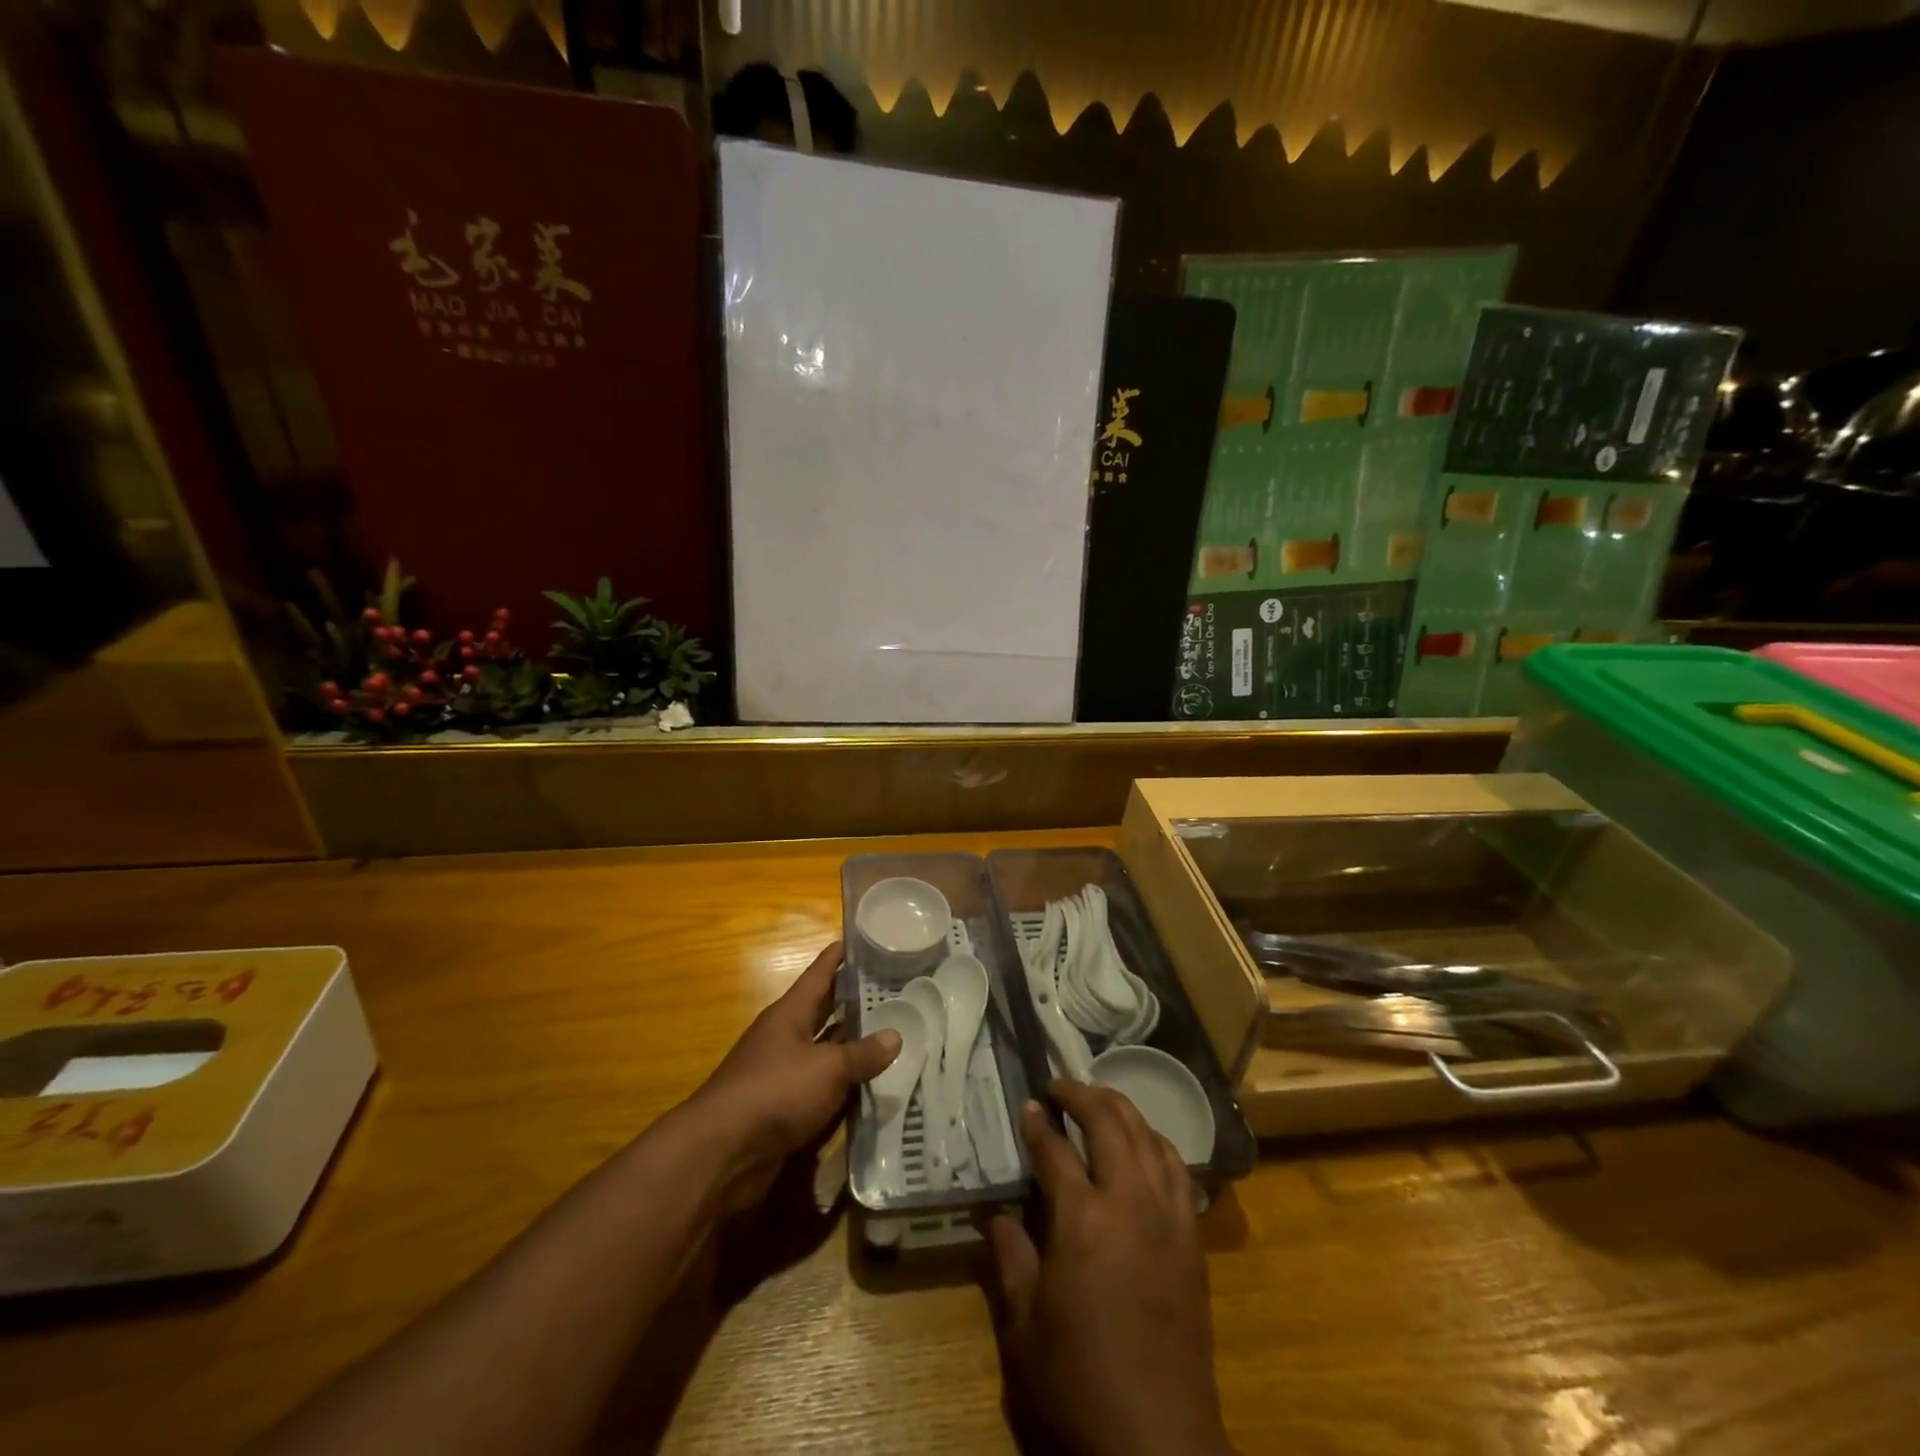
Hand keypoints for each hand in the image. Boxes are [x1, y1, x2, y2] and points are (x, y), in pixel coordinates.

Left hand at [683, 941, 899, 1214]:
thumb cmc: (775, 1092)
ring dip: (854, 1044)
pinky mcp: (786, 1107)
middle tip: (895, 987)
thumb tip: (896, 1036)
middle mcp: (786, 1037)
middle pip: (825, 1010)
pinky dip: (846, 1083)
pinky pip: (823, 1086)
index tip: (865, 938)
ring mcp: (784, 1073)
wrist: (722, 1153)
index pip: (819, 973)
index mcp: (790, 1013)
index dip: (840, 955)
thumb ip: (862, 1054)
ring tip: (894, 1030)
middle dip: (855, 999)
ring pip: (826, 1049)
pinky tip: (874, 1083)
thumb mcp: (827, 1069)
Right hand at [985, 1081, 1233, 1455]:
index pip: (1055, 1150)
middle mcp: (1130, 1202)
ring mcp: (1169, 1216)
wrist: (1159, 1443)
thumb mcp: (1024, 1324)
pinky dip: (1156, 1142)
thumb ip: (1009, 1255)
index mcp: (1083, 1219)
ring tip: (1098, 1103)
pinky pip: (1177, 1168)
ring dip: (1121, 1109)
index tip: (1027, 1105)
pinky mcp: (1193, 1237)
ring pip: (1148, 1135)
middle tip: (1058, 1087)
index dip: (1037, 1124)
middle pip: (1110, 1122)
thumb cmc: (1079, 1381)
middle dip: (1081, 1095)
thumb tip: (993, 1211)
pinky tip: (1143, 1146)